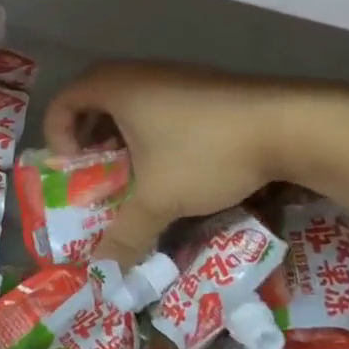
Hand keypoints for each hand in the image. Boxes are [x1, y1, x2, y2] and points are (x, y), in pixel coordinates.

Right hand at [45, 62, 348, 266]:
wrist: (290, 124)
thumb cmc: (206, 152)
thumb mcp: (159, 199)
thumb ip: (126, 234)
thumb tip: (105, 274)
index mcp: (114, 87)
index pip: (61, 102)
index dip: (58, 138)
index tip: (77, 170)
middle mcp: (137, 74)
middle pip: (92, 102)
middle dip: (89, 142)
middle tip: (100, 176)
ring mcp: (173, 75)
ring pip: (129, 105)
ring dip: (122, 140)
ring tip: (138, 176)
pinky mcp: (202, 86)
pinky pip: (158, 106)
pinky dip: (152, 133)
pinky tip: (177, 165)